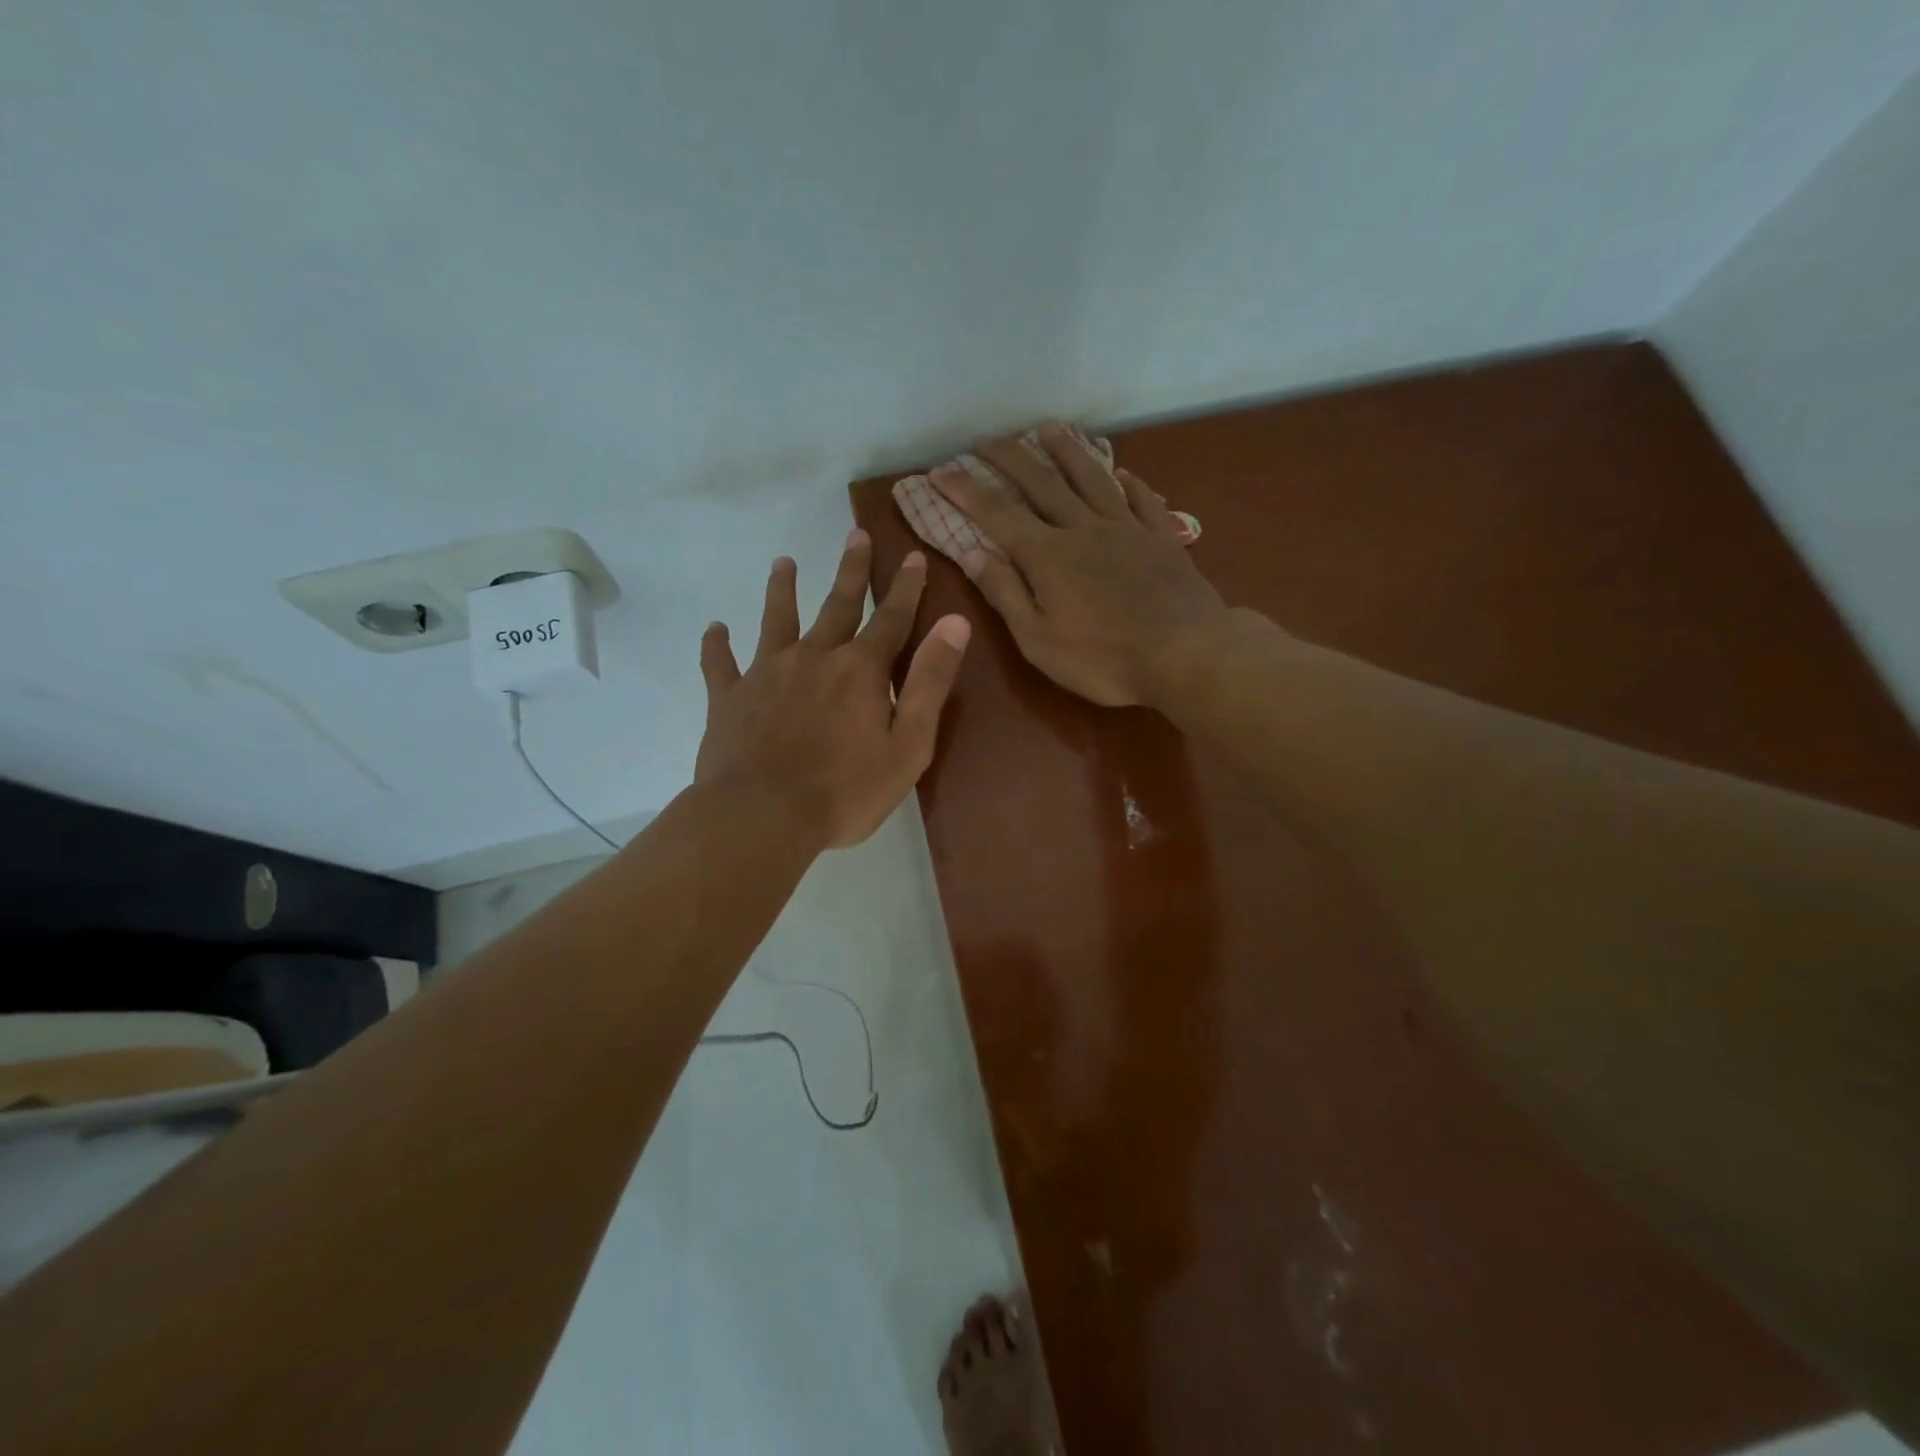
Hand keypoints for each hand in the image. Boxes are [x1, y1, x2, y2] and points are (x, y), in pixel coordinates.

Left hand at [695, 531, 970, 849]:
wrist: (763, 816)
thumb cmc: (845, 790)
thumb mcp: (908, 744)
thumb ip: (930, 681)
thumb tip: (955, 623)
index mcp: (861, 670)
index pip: (891, 619)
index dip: (907, 588)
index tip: (914, 556)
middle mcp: (814, 658)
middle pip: (837, 605)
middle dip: (851, 570)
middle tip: (855, 534)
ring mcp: (766, 674)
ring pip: (776, 621)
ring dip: (782, 590)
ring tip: (783, 562)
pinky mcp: (729, 698)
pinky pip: (720, 665)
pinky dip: (717, 646)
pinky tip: (714, 629)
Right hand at [930, 423, 1226, 706]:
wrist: (1186, 654)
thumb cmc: (1103, 659)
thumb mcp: (1038, 640)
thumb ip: (1005, 593)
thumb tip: (971, 552)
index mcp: (1048, 556)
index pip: (997, 514)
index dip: (966, 491)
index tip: (940, 472)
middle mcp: (1083, 528)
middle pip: (1041, 482)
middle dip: (1009, 458)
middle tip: (987, 439)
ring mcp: (1126, 528)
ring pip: (1091, 478)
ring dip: (1066, 451)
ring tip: (1048, 429)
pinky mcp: (1161, 538)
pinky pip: (1142, 499)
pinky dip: (1128, 482)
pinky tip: (1121, 471)